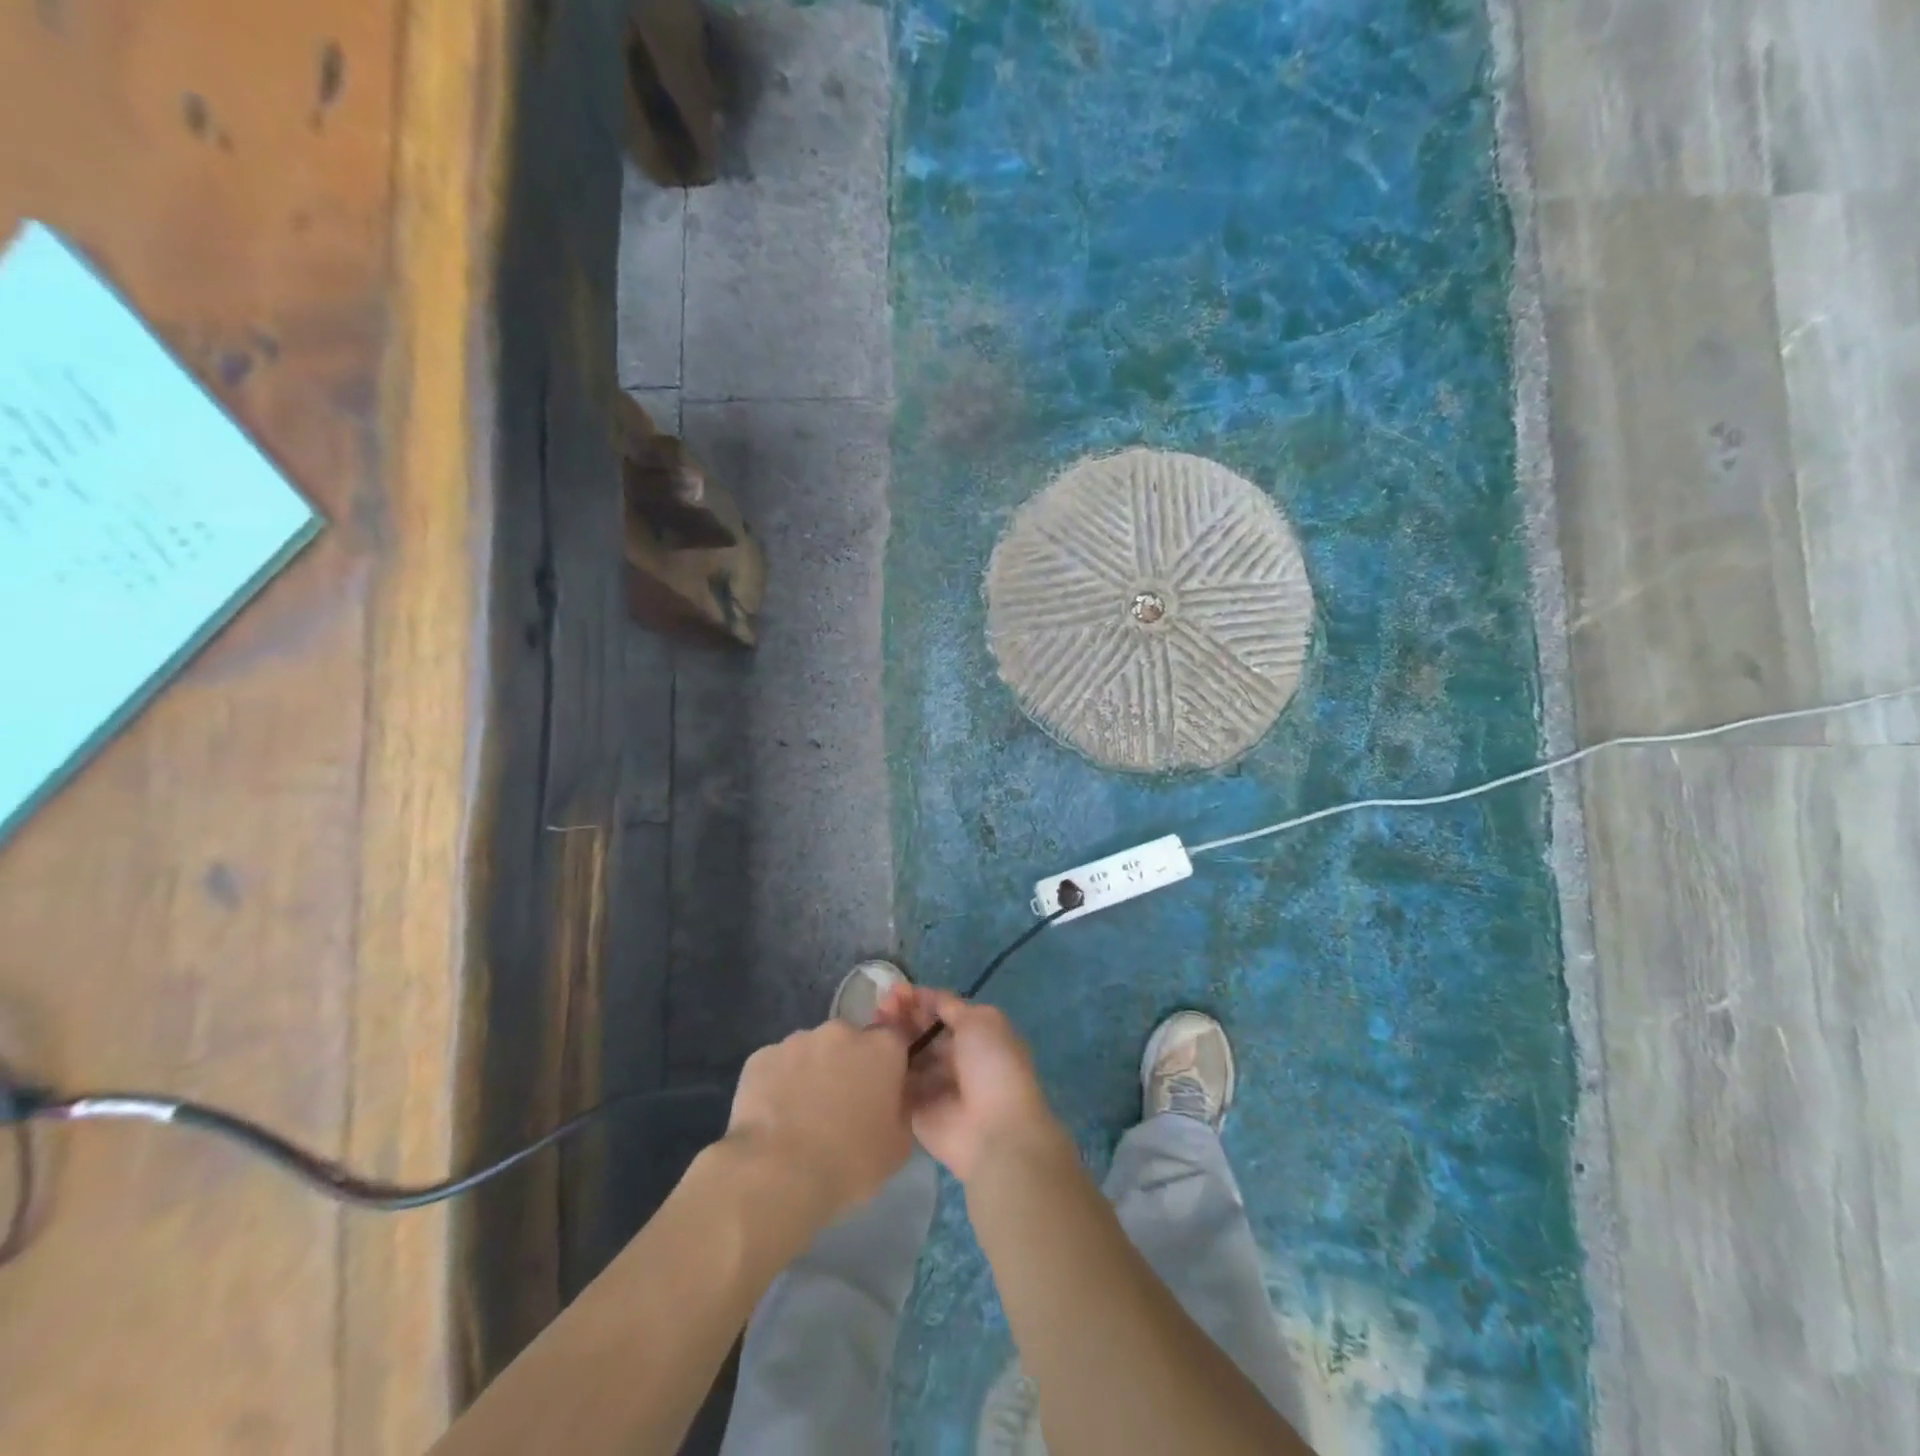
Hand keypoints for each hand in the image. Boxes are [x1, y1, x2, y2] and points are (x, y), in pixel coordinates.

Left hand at [726, 1020, 914, 1224]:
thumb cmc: (849, 1161)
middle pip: (850, 1042)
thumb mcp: (898, 1146)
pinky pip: (777, 1065)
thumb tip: (895, 1095)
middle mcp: (841, 1031)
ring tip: (801, 1116)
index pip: (894, 1041)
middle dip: (848, 1066)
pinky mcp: (761, 1056)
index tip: (881, 1092)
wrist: (777, 1174)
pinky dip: (778, 1083)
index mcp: (882, 1047)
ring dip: (812, 1072)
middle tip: (840, 1107)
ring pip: (811, 1051)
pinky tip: (773, 1117)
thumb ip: (902, 1107)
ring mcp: (797, 1040)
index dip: (888, 1065)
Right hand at [877, 988, 1067, 1184]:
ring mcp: (933, 1085)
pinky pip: (896, 1085)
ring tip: (871, 1026)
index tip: (895, 991)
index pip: (941, 1011)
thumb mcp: (980, 1020)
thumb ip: (951, 1006)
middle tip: (880, 1007)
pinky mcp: (915, 1111)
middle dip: (902, 1016)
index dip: (919, 999)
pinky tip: (869, 1054)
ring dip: (890, 1039)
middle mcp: (954, 1058)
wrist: (993, 1130)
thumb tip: (927, 997)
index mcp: (975, 1035)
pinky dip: (884, 1070)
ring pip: (906, 1055)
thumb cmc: (992, 1066)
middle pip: (921, 1031)